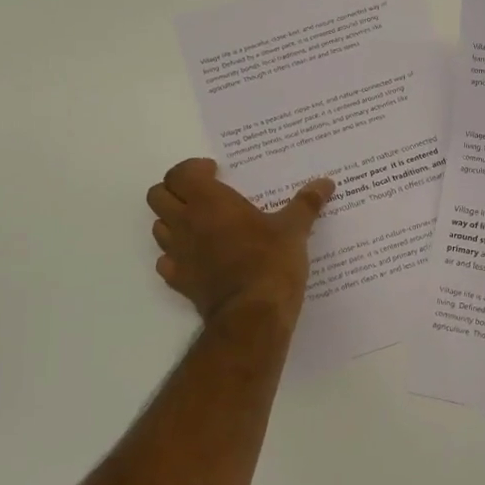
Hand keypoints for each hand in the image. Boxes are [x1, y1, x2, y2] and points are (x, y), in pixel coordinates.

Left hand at [147, 159, 334, 324]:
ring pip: (158, 227)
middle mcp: (186, 223)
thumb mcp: (294, 229)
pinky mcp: (179, 280)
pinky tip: (198, 257)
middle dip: (175, 190)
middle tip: (202, 195)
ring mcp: (178, 253)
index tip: (215, 172)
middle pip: (158, 196)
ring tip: (201, 224)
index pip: (179, 173)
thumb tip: (326, 183)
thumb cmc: (271, 262)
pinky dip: (175, 255)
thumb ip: (306, 203)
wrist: (252, 315)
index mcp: (209, 202)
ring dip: (173, 220)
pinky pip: (165, 260)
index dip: (192, 169)